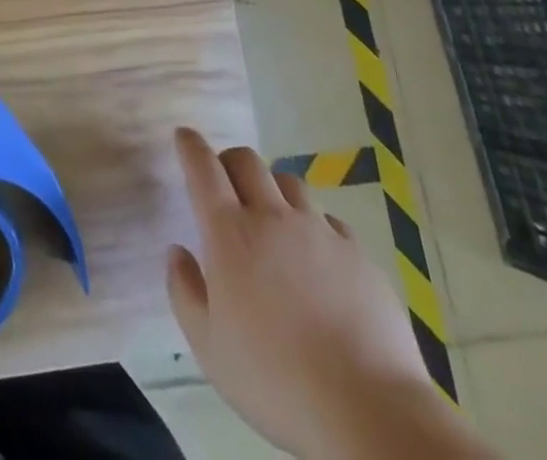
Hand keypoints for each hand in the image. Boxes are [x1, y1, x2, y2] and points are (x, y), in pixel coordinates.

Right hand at [166, 128, 431, 453]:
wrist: (369, 410)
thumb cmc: (276, 382)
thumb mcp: (209, 348)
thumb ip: (185, 292)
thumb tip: (178, 253)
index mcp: (230, 234)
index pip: (204, 168)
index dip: (191, 146)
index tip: (184, 136)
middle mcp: (273, 217)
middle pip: (247, 161)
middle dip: (229, 161)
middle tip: (224, 183)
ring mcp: (320, 231)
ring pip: (289, 182)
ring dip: (272, 189)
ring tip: (272, 219)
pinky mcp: (357, 253)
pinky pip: (328, 220)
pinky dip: (314, 226)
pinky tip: (317, 258)